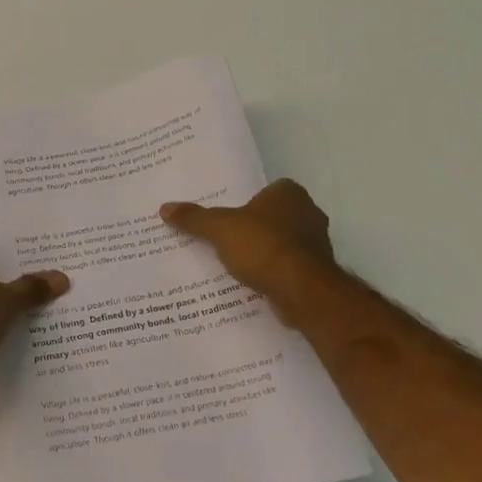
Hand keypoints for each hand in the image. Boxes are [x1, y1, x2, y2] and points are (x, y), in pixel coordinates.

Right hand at [160, 179, 340, 325]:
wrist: (301, 291)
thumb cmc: (263, 247)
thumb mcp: (219, 228)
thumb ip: (194, 218)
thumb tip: (164, 208)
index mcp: (289, 193)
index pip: (265, 190)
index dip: (246, 203)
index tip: (227, 216)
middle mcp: (308, 212)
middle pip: (273, 216)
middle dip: (254, 227)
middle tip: (226, 238)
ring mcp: (317, 243)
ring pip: (282, 242)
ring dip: (265, 251)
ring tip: (236, 263)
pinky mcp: (317, 271)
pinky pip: (288, 266)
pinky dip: (274, 271)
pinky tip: (255, 281)